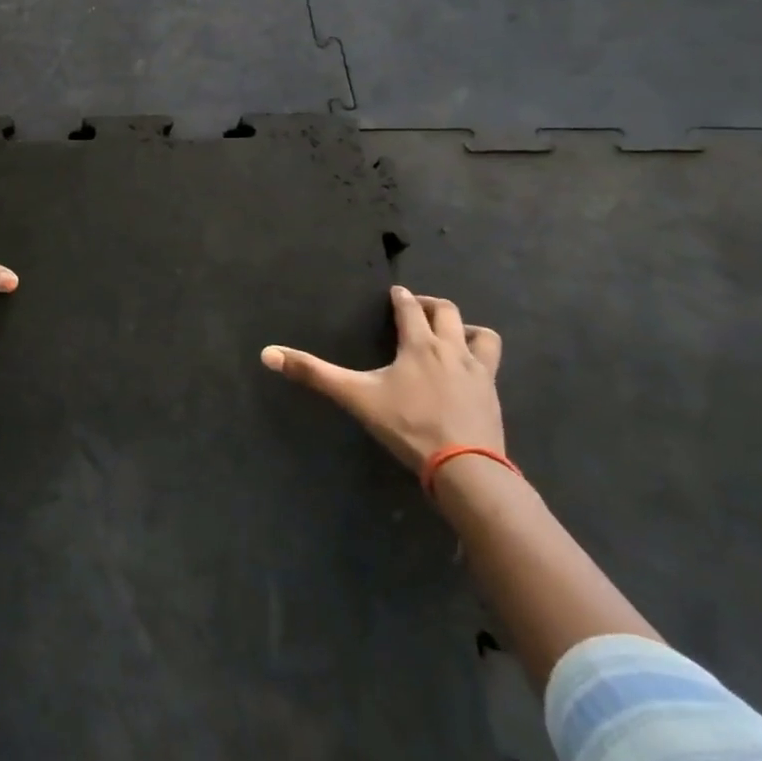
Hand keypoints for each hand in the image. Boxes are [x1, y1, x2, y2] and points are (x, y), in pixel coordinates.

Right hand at [261, 285, 503, 471]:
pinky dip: (479, 360)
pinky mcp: (494, 397)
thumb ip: (313, 374)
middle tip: (417, 308)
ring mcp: (479, 373)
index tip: (394, 293)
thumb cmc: (408, 425)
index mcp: (419, 344)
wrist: (466, 468)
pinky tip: (467, 375)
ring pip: (482, 335)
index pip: (409, 308)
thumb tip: (267, 353)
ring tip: (452, 336)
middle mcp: (452, 350)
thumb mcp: (355, 397)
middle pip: (448, 312)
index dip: (400, 297)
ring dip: (466, 329)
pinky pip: (492, 366)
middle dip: (430, 305)